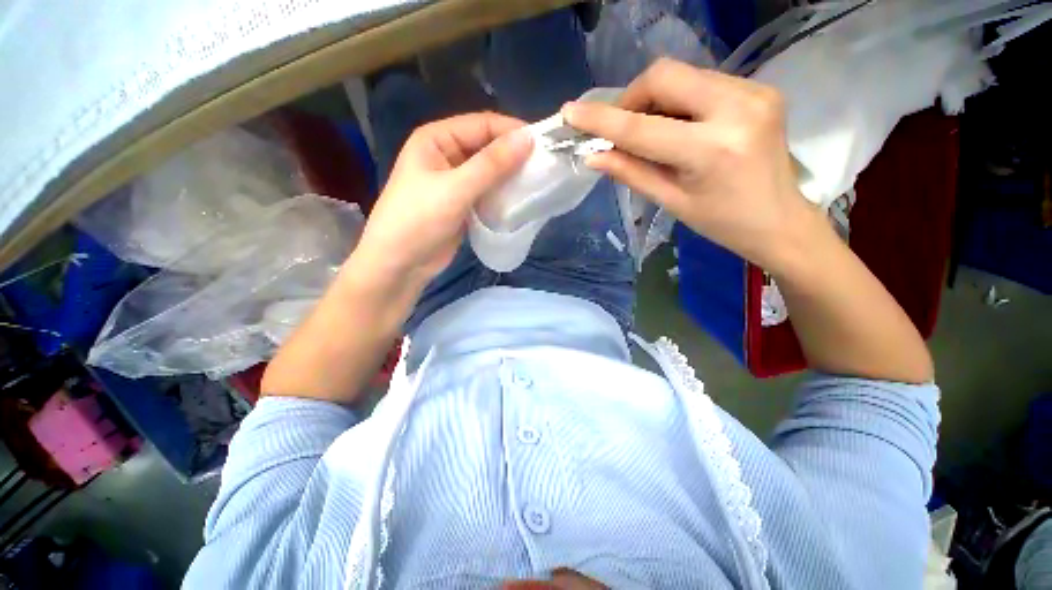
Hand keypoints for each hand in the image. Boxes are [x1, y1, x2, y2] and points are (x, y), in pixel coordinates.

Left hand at [350, 113, 532, 290]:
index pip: (481, 125)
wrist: (400, 264)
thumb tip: (528, 138)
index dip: (511, 131)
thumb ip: (491, 164)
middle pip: (486, 147)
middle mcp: (446, 156)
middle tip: (544, 165)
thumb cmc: (419, 220)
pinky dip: (502, 195)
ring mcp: (455, 182)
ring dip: (510, 176)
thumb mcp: (456, 189)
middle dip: (513, 155)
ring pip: (489, 172)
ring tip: (537, 182)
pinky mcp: (462, 204)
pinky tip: (520, 200)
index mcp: (436, 139)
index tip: (543, 144)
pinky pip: (487, 192)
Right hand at [562, 58, 822, 271]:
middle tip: (621, 129)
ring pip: (683, 75)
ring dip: (654, 100)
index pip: (642, 127)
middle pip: (665, 76)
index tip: (571, 112)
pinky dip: (678, 100)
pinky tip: (679, 126)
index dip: (602, 118)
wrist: (782, 220)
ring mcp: (755, 91)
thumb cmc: (723, 223)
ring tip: (651, 133)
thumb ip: (631, 173)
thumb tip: (594, 156)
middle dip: (631, 99)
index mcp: (712, 150)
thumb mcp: (672, 202)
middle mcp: (737, 108)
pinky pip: (703, 81)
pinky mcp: (760, 88)